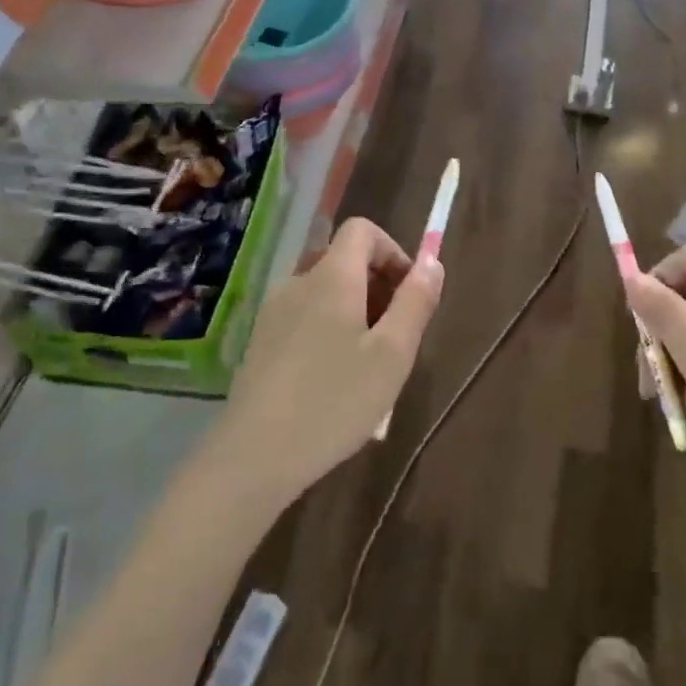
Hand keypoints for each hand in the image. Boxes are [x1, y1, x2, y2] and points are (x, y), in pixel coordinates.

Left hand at [215, 218, 441, 506]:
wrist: (254, 455)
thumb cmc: (334, 400)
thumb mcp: (392, 354)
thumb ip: (415, 301)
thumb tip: (432, 260)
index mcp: (332, 276)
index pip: (362, 230)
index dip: (393, 251)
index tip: (409, 294)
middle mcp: (298, 282)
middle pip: (344, 260)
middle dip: (378, 286)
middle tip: (395, 337)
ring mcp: (273, 311)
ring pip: (325, 291)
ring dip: (355, 311)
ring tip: (368, 364)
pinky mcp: (260, 340)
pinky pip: (305, 316)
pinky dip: (328, 329)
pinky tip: (333, 380)